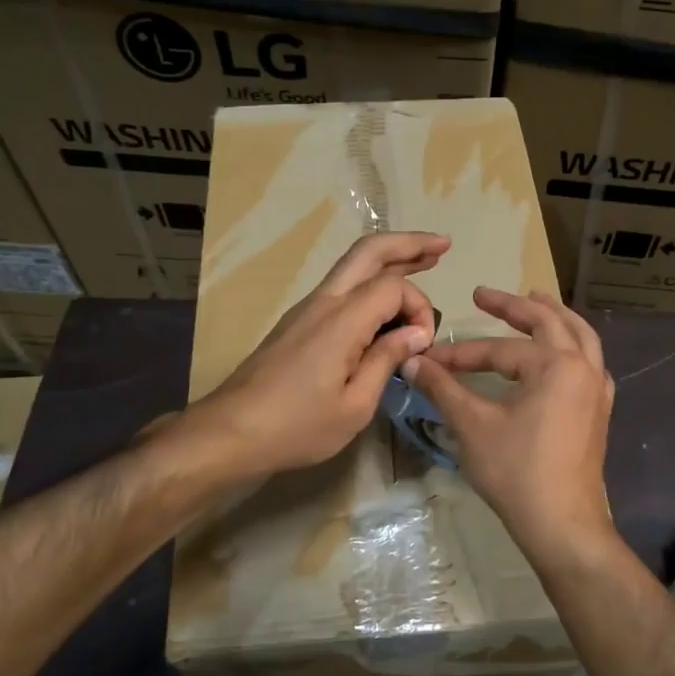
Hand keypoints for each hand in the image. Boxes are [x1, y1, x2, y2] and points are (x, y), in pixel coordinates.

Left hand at [187, 231, 446, 479]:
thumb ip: (386, 361)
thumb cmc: (297, 426)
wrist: (231, 432)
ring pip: (352, 265)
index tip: (422, 346)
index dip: (419, 308)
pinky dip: (371, 281)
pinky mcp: (299, 322)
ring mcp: (307, 309)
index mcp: (341, 321)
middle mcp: (324, 302)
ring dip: (390, 259)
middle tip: (443, 244)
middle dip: (409, 243)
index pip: (393, 287)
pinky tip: (386, 300)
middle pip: (368, 252)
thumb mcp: (355, 406)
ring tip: (425, 260)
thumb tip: (415, 333)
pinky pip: (341, 287)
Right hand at [403, 287, 616, 563]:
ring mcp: (597, 390)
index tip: (429, 358)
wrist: (562, 524)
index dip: (460, 353)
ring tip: (536, 299)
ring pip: (581, 338)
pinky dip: (575, 347)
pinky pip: (591, 364)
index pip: (499, 350)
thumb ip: (444, 388)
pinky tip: (564, 353)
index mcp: (556, 365)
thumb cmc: (516, 472)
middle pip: (549, 323)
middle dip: (514, 306)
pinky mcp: (598, 412)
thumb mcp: (473, 425)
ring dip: (555, 316)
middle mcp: (583, 368)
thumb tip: (412, 362)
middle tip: (484, 295)